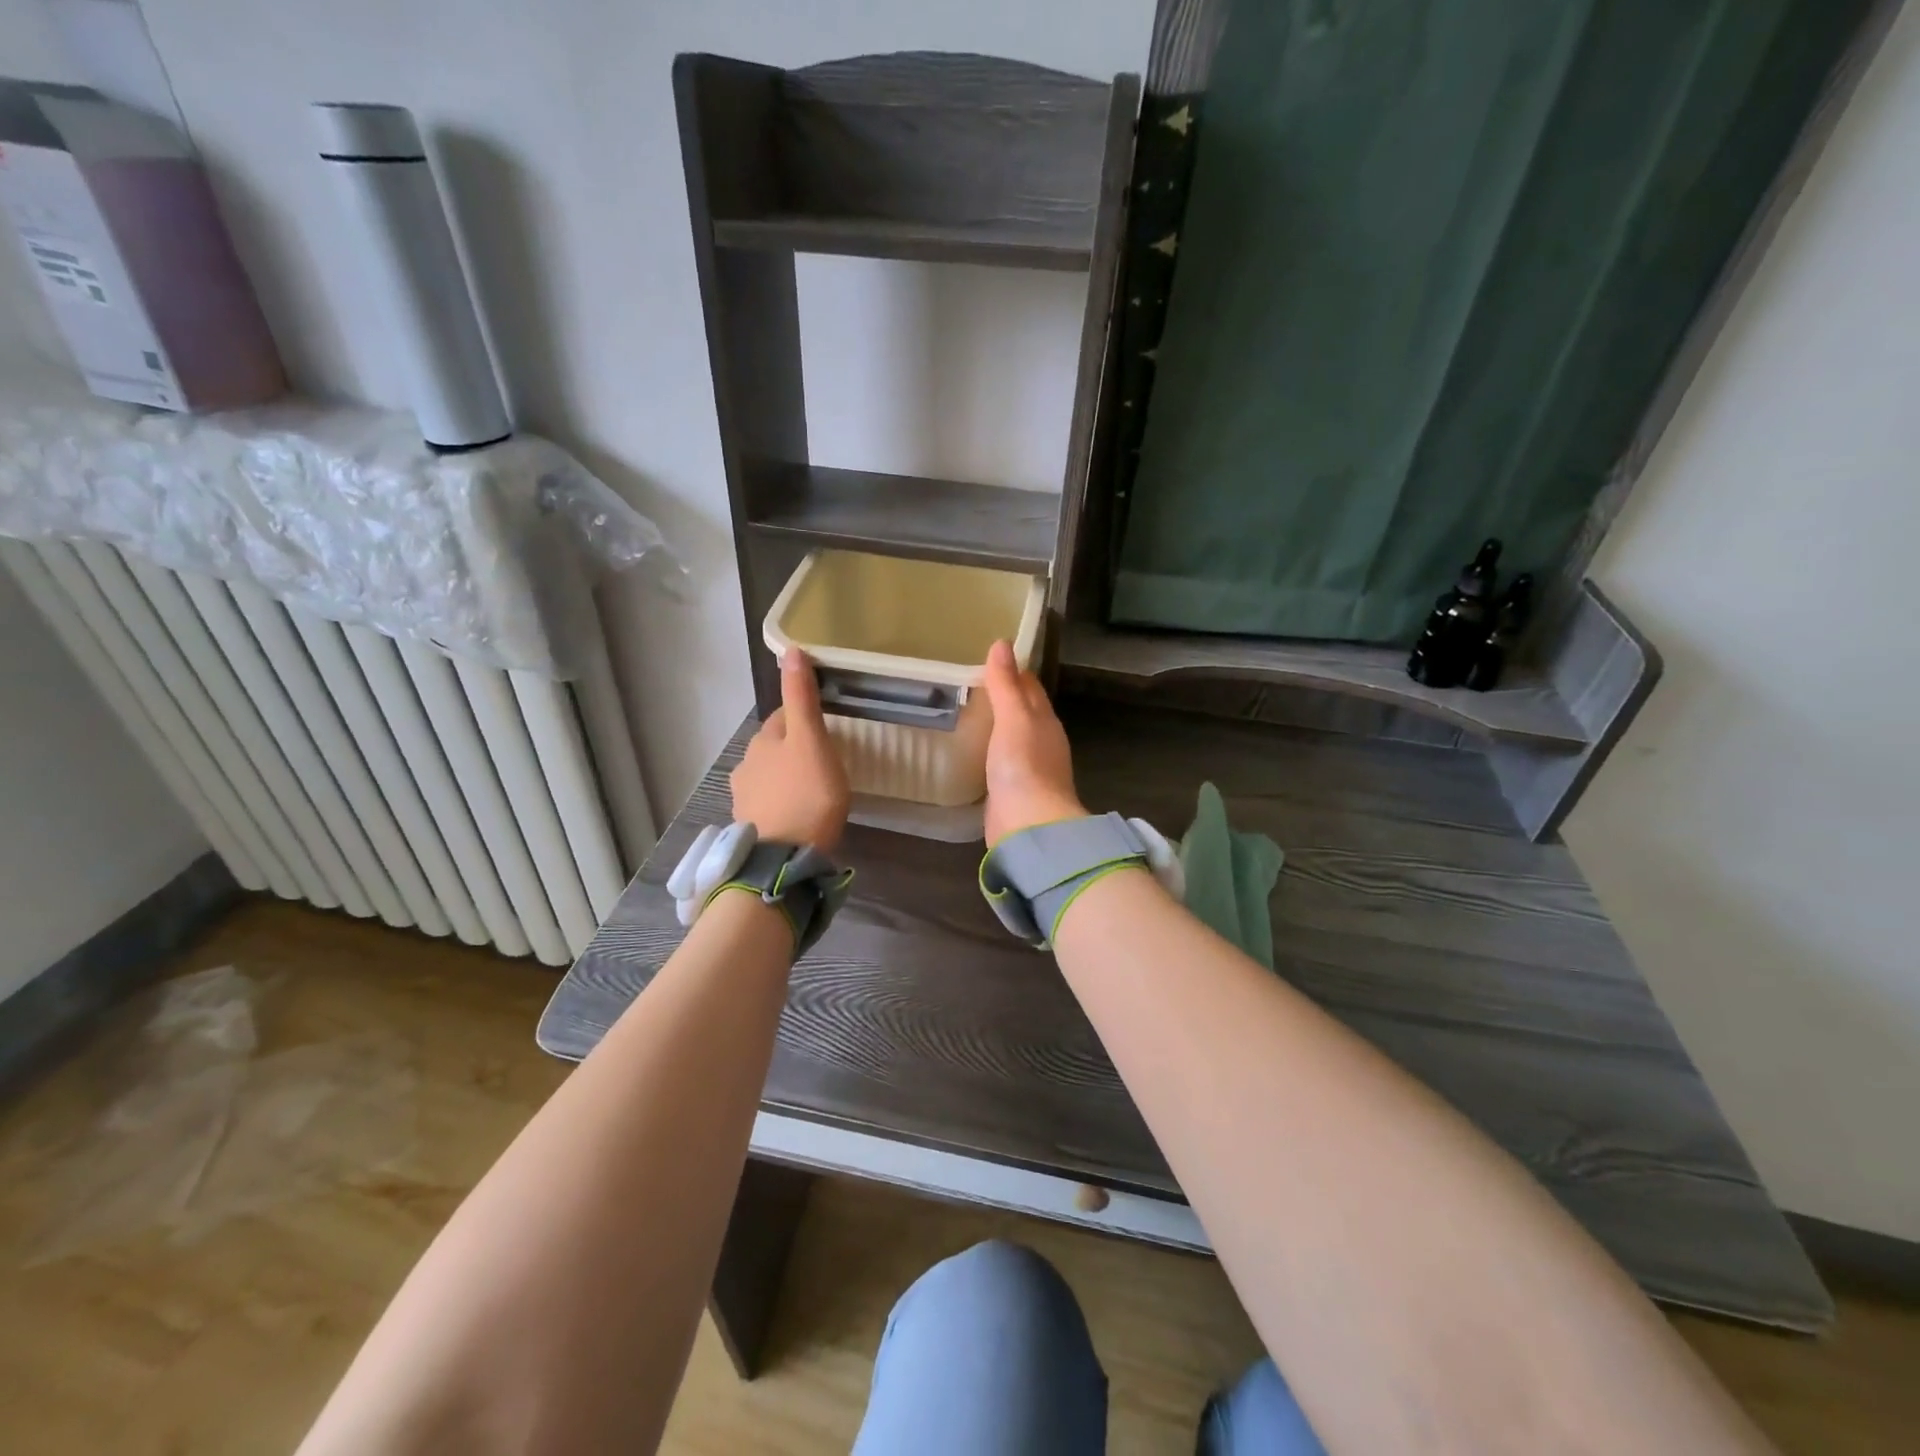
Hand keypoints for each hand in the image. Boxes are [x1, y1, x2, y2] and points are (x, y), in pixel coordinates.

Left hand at [730, 648, 849, 851]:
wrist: (784, 858)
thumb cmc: (806, 795)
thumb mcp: (811, 740)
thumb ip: (802, 698)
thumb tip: (790, 649)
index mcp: (763, 740)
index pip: (783, 716)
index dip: (804, 717)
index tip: (825, 727)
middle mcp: (747, 764)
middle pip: (774, 747)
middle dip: (794, 748)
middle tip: (824, 761)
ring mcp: (745, 797)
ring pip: (769, 776)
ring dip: (786, 777)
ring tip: (812, 792)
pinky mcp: (750, 825)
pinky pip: (768, 804)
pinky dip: (781, 803)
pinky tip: (797, 815)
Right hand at [982, 639, 1085, 846]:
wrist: (1029, 825)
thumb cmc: (1023, 765)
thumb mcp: (1013, 718)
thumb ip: (1006, 684)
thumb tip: (1001, 643)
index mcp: (1045, 721)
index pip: (1030, 687)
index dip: (1014, 671)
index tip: (989, 658)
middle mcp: (1041, 742)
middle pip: (1023, 712)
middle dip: (1003, 697)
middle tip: (970, 683)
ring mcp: (1028, 769)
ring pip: (1011, 738)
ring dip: (995, 726)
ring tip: (965, 713)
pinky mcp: (1012, 792)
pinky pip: (999, 762)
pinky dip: (988, 752)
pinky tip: (971, 751)